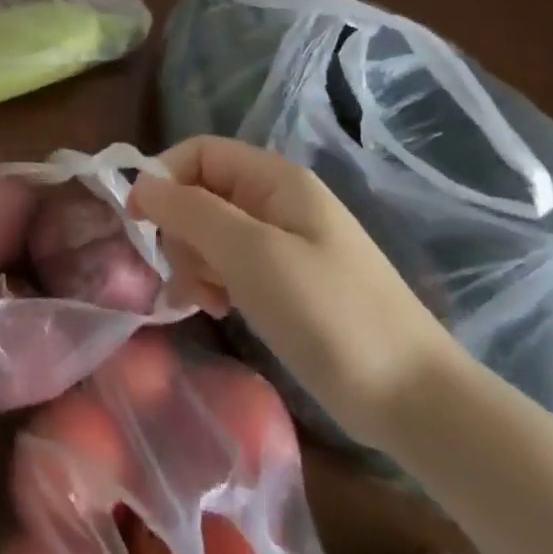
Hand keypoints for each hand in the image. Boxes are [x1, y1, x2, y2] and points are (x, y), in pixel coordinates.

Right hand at [132, 136, 460, 447]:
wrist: (415, 401)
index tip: (137, 220)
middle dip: (180, 229)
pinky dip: (214, 281)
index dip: (164, 177)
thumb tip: (140, 183)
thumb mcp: (251, 254)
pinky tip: (217, 309)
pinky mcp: (287, 281)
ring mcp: (284, 243)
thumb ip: (190, 211)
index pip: (200, 152)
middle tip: (182, 274)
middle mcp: (278, 202)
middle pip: (202, 192)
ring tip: (202, 301)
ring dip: (194, 260)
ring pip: (212, 231)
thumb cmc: (329, 313)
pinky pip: (232, 263)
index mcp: (275, 180)